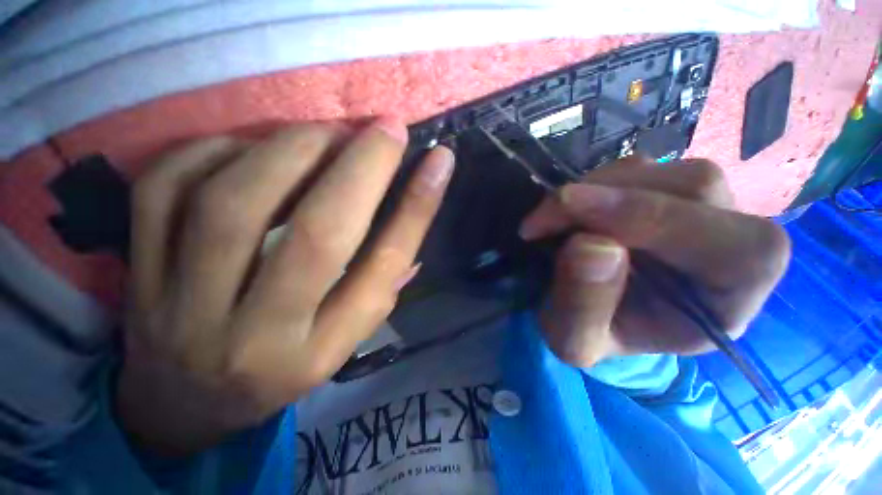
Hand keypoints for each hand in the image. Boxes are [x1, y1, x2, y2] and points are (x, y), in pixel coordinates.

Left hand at [117, 120, 453, 454]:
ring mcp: (184, 306)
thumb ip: (382, 277)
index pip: (382, 270)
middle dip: (360, 168)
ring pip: (234, 204)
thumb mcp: (346, 334)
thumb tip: (416, 208)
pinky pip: (166, 189)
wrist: (183, 404)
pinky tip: (249, 147)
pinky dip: (215, 150)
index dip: (416, 209)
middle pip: (315, 236)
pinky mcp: (138, 274)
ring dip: (292, 149)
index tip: (438, 161)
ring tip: (326, 133)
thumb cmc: (282, 367)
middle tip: (383, 130)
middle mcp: (259, 334)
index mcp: (321, 349)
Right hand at [519, 157, 790, 365]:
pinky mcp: (667, 189)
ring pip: (661, 170)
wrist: (597, 316)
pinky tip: (572, 212)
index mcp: (732, 299)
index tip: (566, 210)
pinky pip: (635, 169)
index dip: (643, 217)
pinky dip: (593, 184)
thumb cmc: (596, 334)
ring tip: (555, 222)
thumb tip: (590, 245)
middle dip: (605, 197)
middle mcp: (735, 242)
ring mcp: (702, 206)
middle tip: (543, 220)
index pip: (727, 244)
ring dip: (593, 189)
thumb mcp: (575, 340)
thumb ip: (582, 307)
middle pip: (692, 188)